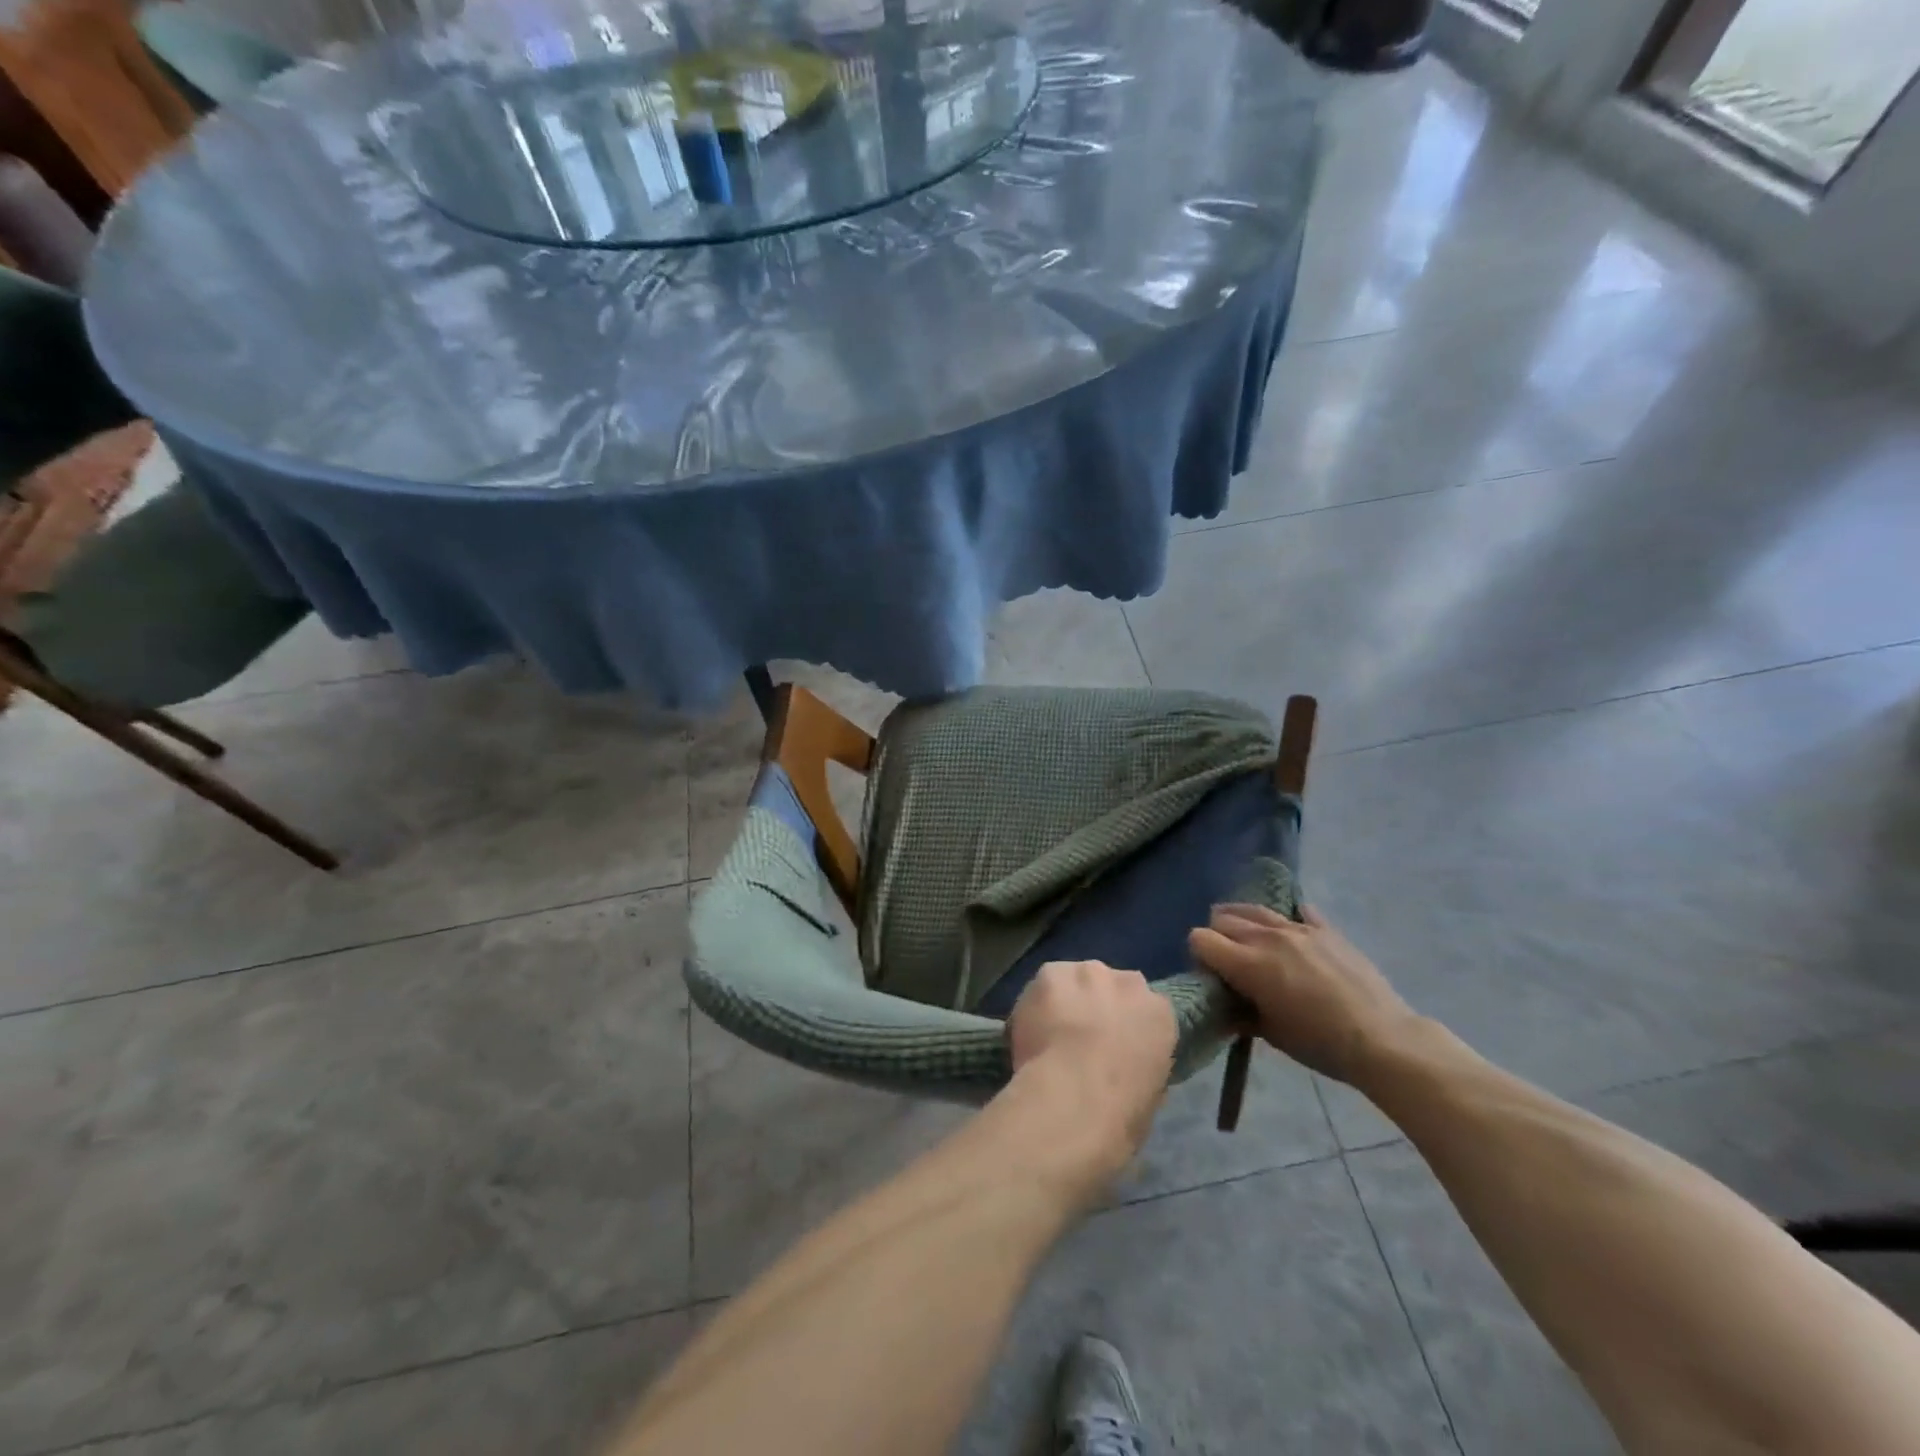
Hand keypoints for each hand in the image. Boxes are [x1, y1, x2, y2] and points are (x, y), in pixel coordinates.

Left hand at [1008, 961, 1177, 1175]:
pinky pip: (1044, 985)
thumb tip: (1123, 1063)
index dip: (1125, 1026)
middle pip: (1110, 984)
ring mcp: (1087, 973)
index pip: (1146, 1007)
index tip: (1112, 1045)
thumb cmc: (1122, 1112)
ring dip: (1065, 999)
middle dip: (1096, 1005)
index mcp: (1160, 1012)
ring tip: (1050, 1033)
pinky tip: (1031, 1028)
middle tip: (1079, 1038)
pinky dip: (1036, 1003)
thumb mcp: (1151, 1092)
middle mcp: (1128, 982)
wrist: (1076, 1099)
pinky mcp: (1051, 973)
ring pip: (1074, 979)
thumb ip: (1140, 1062)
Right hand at [1188, 904, 1417, 1082]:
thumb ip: (1241, 1012)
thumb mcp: (1271, 1034)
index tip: (1211, 976)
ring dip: (1244, 922)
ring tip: (1252, 942)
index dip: (1199, 956)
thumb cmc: (1320, 1044)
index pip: (1200, 938)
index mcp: (1248, 963)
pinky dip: (1287, 921)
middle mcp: (1267, 936)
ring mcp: (1298, 928)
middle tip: (1229, 963)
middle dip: (1218, 937)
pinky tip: (1292, 939)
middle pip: (1222, 918)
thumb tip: (1225, 1007)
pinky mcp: (1325, 929)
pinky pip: (1296, 911)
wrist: (1382, 1040)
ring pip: (1254, 908)